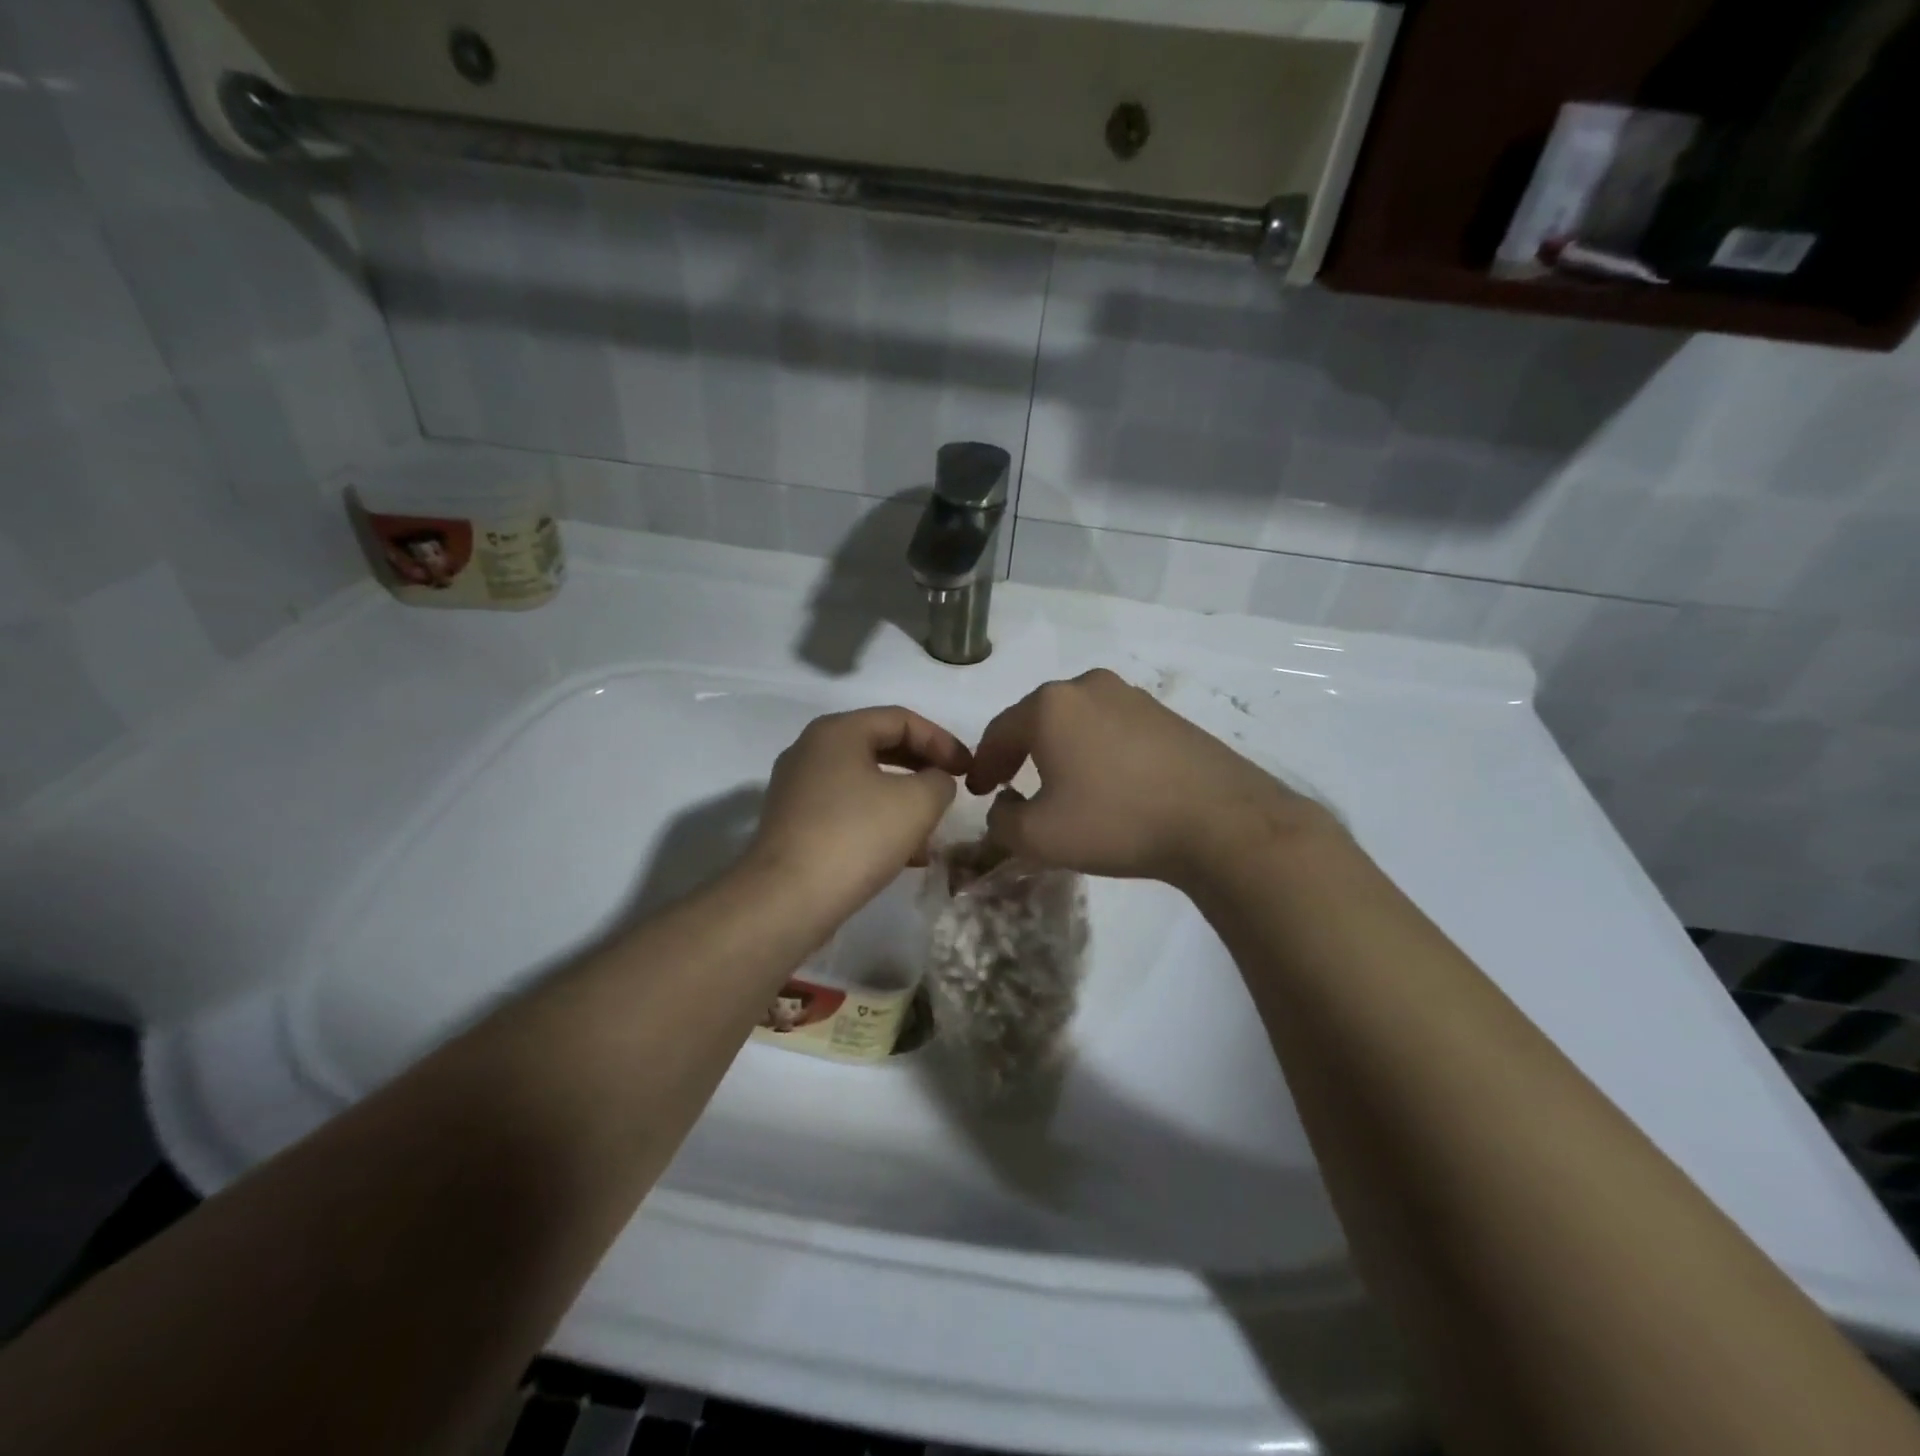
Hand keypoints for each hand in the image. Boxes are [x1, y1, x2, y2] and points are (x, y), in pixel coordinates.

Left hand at [748, 706, 971, 913]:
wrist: (786, 899)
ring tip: (934, 828)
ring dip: (904, 800)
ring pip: (864, 783)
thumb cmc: (856, 837)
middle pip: (880, 747)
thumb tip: (935, 782)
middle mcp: (811, 751)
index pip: (901, 719)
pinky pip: (847, 810)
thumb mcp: (917, 803)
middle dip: (922, 768)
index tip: (968, 769)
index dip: (942, 740)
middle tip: (953, 788)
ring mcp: (798, 789)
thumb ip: (939, 781)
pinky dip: (879, 822)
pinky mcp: (794, 825)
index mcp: (837, 732)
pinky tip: (906, 855)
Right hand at [966, 669, 1331, 887]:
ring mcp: (1132, 696)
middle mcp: (1088, 687)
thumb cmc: (1116, 821)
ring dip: (1058, 749)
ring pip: (1077, 721)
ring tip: (1057, 782)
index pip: (999, 732)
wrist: (1219, 821)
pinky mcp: (1165, 714)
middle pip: (1037, 719)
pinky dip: (1095, 750)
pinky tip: (1105, 780)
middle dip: (1018, 751)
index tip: (978, 791)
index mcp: (1050, 706)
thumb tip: (1005, 805)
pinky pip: (1112, 728)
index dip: (983, 764)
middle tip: (1009, 783)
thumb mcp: (1039, 837)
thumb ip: (1002, 821)